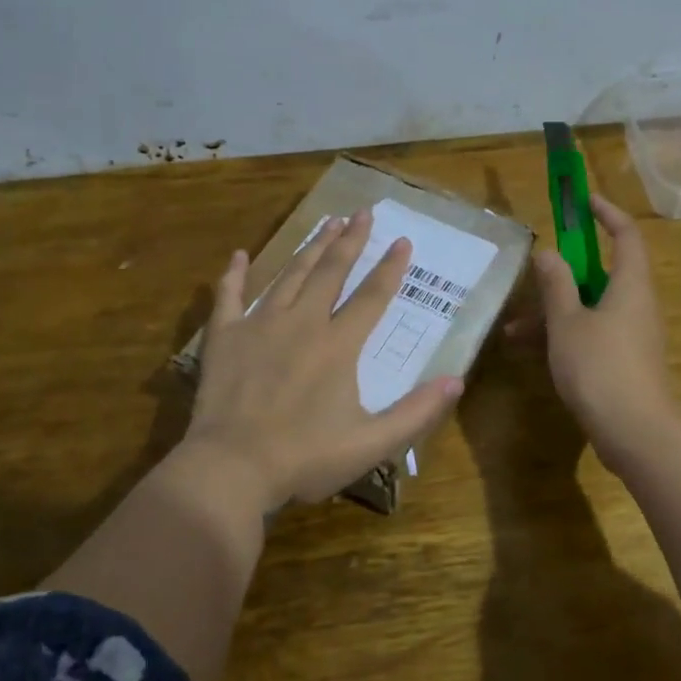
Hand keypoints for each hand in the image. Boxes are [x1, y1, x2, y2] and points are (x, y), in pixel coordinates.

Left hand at [180, 209, 463, 506]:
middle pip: (331, 272)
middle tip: (363, 213)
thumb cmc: (305, 458)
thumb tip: (456, 381)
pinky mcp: (224, 337)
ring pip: (290, 276)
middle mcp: (302, 323)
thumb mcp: (371, 444)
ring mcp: (260, 325)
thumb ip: (416, 412)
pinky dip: (234, 275)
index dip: (390, 268)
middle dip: (350, 241)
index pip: (372, 296)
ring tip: (327, 223)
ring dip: (310, 248)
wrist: (232, 468)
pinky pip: (229, 296)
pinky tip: (239, 255)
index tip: (403, 241)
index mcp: (338, 345)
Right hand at [519, 195, 680, 461]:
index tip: (583, 202)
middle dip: (564, 273)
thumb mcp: (567, 323)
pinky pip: (591, 335)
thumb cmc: (600, 368)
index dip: (607, 213)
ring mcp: (631, 336)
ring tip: (513, 329)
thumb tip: (549, 253)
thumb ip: (556, 285)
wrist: (635, 434)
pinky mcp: (624, 362)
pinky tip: (529, 352)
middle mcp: (636, 306)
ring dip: (554, 312)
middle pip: (602, 274)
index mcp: (630, 286)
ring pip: (590, 309)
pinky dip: (563, 336)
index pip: (626, 235)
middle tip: (535, 269)